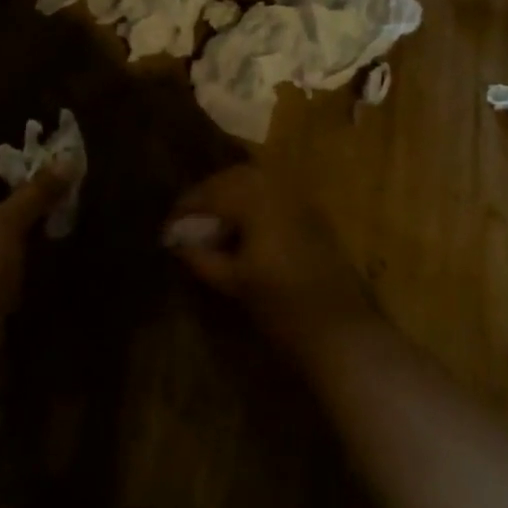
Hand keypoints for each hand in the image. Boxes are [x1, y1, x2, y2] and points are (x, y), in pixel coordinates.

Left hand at [0, 168, 67, 331]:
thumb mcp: (10, 220)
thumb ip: (38, 192)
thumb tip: (67, 162)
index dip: (18, 177)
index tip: (51, 183)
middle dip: (21, 209)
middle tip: (55, 208)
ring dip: (16, 237)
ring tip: (48, 234)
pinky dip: (8, 261)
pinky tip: (29, 265)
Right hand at [165, 165, 378, 349]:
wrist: (341, 329)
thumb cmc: (281, 305)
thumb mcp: (232, 281)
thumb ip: (200, 256)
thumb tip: (177, 242)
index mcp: (256, 200)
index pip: (210, 193)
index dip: (184, 209)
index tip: (167, 231)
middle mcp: (279, 189)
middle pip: (234, 178)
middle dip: (207, 195)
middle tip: (188, 221)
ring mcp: (300, 200)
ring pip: (256, 183)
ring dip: (230, 197)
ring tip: (212, 225)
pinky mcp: (313, 216)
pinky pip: (274, 195)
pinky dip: (253, 204)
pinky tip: (243, 230)